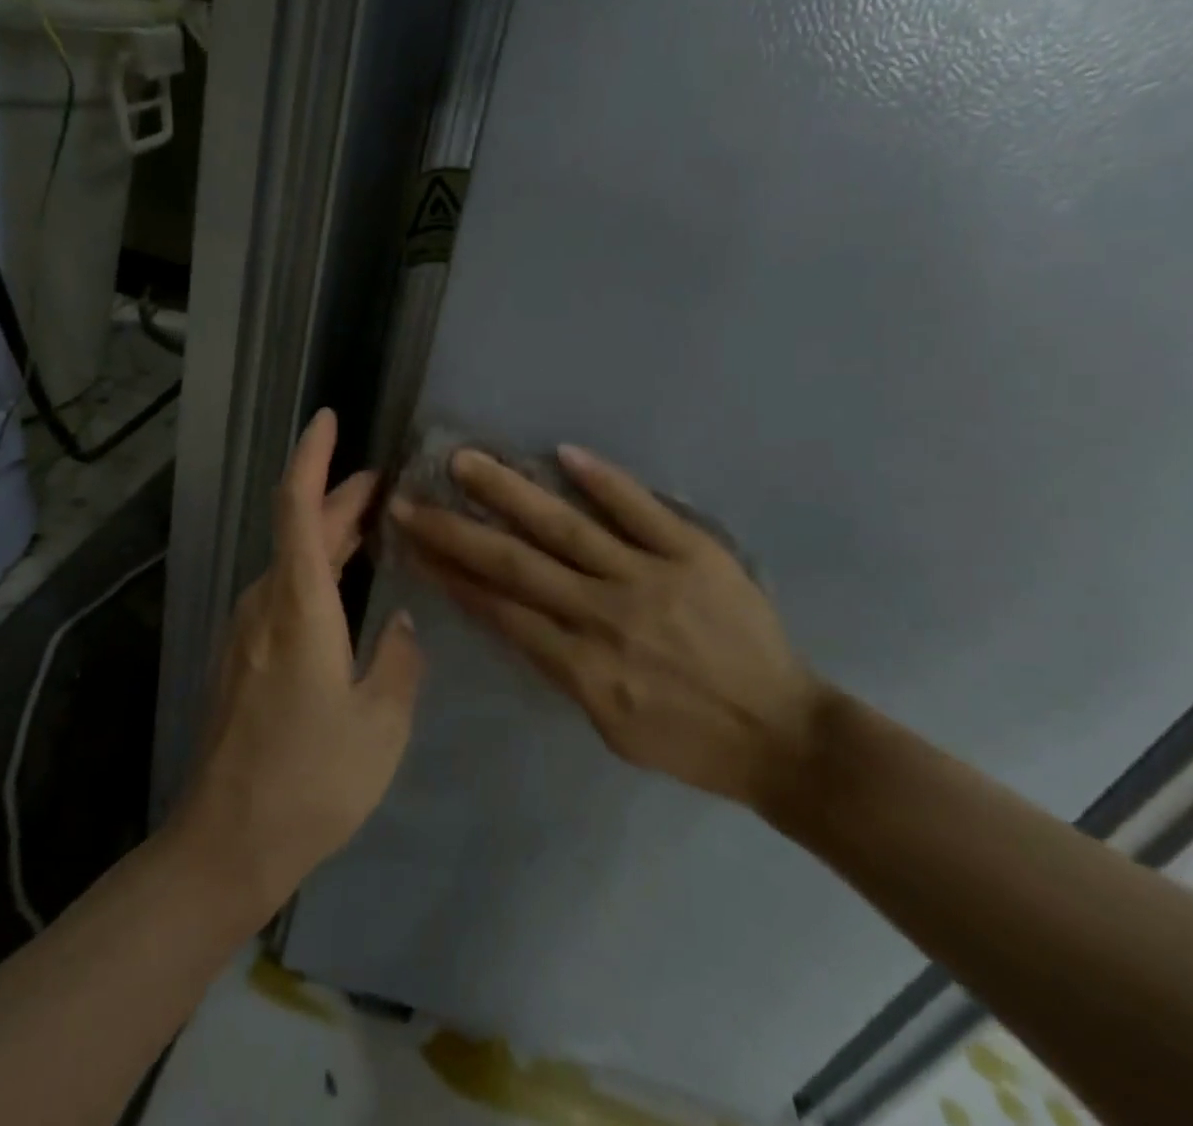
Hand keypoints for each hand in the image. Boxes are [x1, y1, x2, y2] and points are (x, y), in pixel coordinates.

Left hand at [173, 410, 423, 912]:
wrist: (225, 845)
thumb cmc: (311, 781)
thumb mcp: (381, 724)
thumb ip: (400, 661)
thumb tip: (402, 625)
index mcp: (299, 607)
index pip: (298, 508)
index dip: (312, 457)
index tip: (327, 419)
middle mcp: (266, 604)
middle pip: (299, 528)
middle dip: (340, 496)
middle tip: (389, 485)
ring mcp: (247, 630)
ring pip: (292, 560)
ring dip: (330, 534)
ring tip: (377, 528)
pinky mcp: (243, 655)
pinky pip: (284, 590)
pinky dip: (317, 569)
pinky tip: (347, 587)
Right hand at [390, 444, 824, 812]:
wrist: (782, 734)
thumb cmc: (689, 740)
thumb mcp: (609, 726)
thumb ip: (560, 669)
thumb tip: (514, 617)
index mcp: (582, 667)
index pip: (498, 610)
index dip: (450, 575)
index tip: (413, 546)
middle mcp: (604, 615)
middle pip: (516, 564)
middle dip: (457, 531)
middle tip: (410, 499)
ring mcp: (650, 577)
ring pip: (566, 528)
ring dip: (511, 492)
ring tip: (467, 461)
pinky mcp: (693, 552)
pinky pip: (641, 509)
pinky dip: (602, 480)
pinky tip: (563, 452)